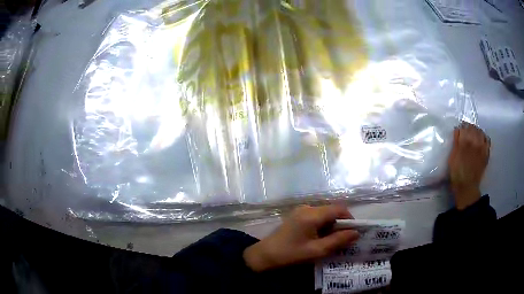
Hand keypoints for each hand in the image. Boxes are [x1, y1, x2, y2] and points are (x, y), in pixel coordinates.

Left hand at [243, 205, 358, 271]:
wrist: (264, 256)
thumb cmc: (291, 254)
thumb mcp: (317, 250)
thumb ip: (338, 240)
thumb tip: (356, 233)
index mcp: (312, 214)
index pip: (339, 209)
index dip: (350, 219)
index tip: (354, 233)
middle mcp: (307, 208)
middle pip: (332, 211)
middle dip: (340, 225)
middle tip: (343, 241)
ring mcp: (300, 211)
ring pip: (324, 215)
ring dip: (331, 227)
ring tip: (332, 243)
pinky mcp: (297, 216)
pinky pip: (316, 218)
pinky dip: (322, 227)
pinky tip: (320, 240)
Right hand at [448, 123, 489, 209]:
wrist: (467, 187)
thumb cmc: (457, 173)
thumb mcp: (452, 157)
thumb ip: (455, 143)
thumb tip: (457, 130)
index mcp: (465, 141)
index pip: (464, 126)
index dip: (461, 127)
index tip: (459, 130)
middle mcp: (475, 141)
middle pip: (473, 127)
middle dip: (469, 127)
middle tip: (466, 131)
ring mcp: (482, 147)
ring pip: (481, 132)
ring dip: (477, 131)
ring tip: (474, 135)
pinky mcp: (486, 153)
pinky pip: (487, 140)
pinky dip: (484, 137)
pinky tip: (481, 140)